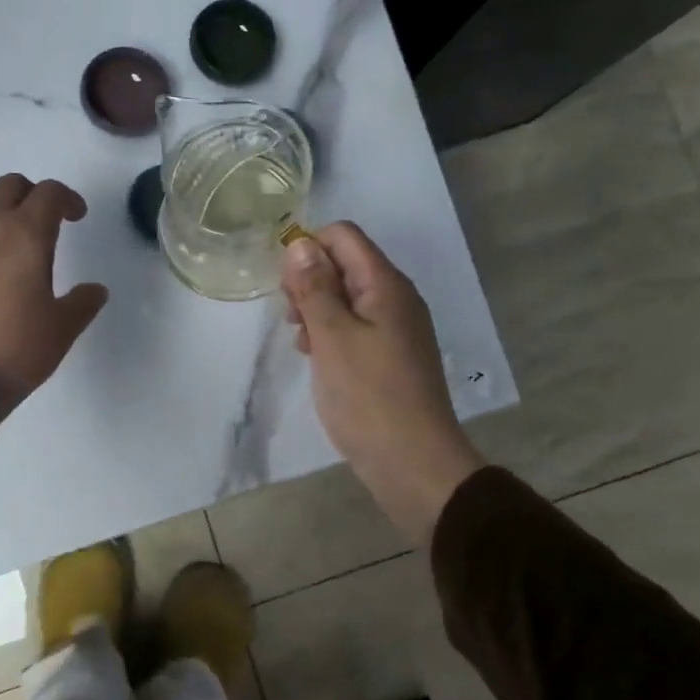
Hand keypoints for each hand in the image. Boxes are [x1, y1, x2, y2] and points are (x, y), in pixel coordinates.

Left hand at [0, 174, 108, 417]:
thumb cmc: (16, 349)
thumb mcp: (62, 329)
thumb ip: (82, 303)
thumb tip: (96, 290)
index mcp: (25, 235)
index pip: (49, 194)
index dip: (67, 199)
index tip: (76, 217)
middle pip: (9, 186)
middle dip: (31, 196)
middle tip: (44, 222)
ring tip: (7, 240)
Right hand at [281, 223, 483, 544]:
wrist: (413, 462)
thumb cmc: (368, 396)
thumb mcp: (332, 337)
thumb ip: (314, 287)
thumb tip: (300, 243)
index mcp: (385, 285)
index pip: (343, 236)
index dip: (308, 250)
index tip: (286, 287)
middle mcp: (395, 298)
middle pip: (344, 264)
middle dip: (310, 282)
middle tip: (292, 319)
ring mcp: (396, 328)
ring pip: (346, 297)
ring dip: (317, 310)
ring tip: (302, 343)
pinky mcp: (391, 355)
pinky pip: (356, 326)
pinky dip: (332, 333)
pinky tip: (317, 359)